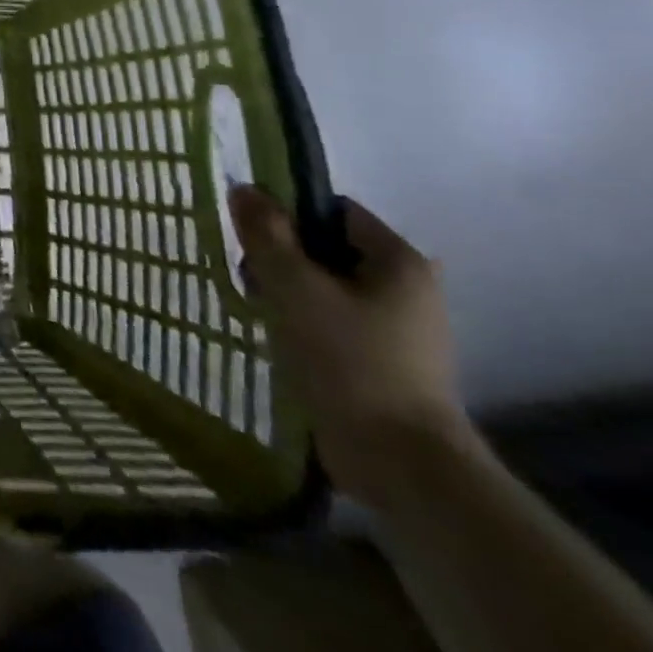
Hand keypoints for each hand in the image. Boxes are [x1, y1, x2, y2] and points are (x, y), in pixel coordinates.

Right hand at [229, 187, 478, 506]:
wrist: (400, 463)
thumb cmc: (348, 359)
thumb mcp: (293, 285)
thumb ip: (265, 233)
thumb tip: (244, 188)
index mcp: (399, 261)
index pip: (332, 209)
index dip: (287, 213)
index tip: (252, 237)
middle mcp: (408, 288)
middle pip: (326, 247)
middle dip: (282, 257)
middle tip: (252, 278)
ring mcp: (399, 329)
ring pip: (324, 285)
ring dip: (287, 291)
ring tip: (262, 312)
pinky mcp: (385, 361)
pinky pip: (332, 320)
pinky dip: (302, 321)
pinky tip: (279, 338)